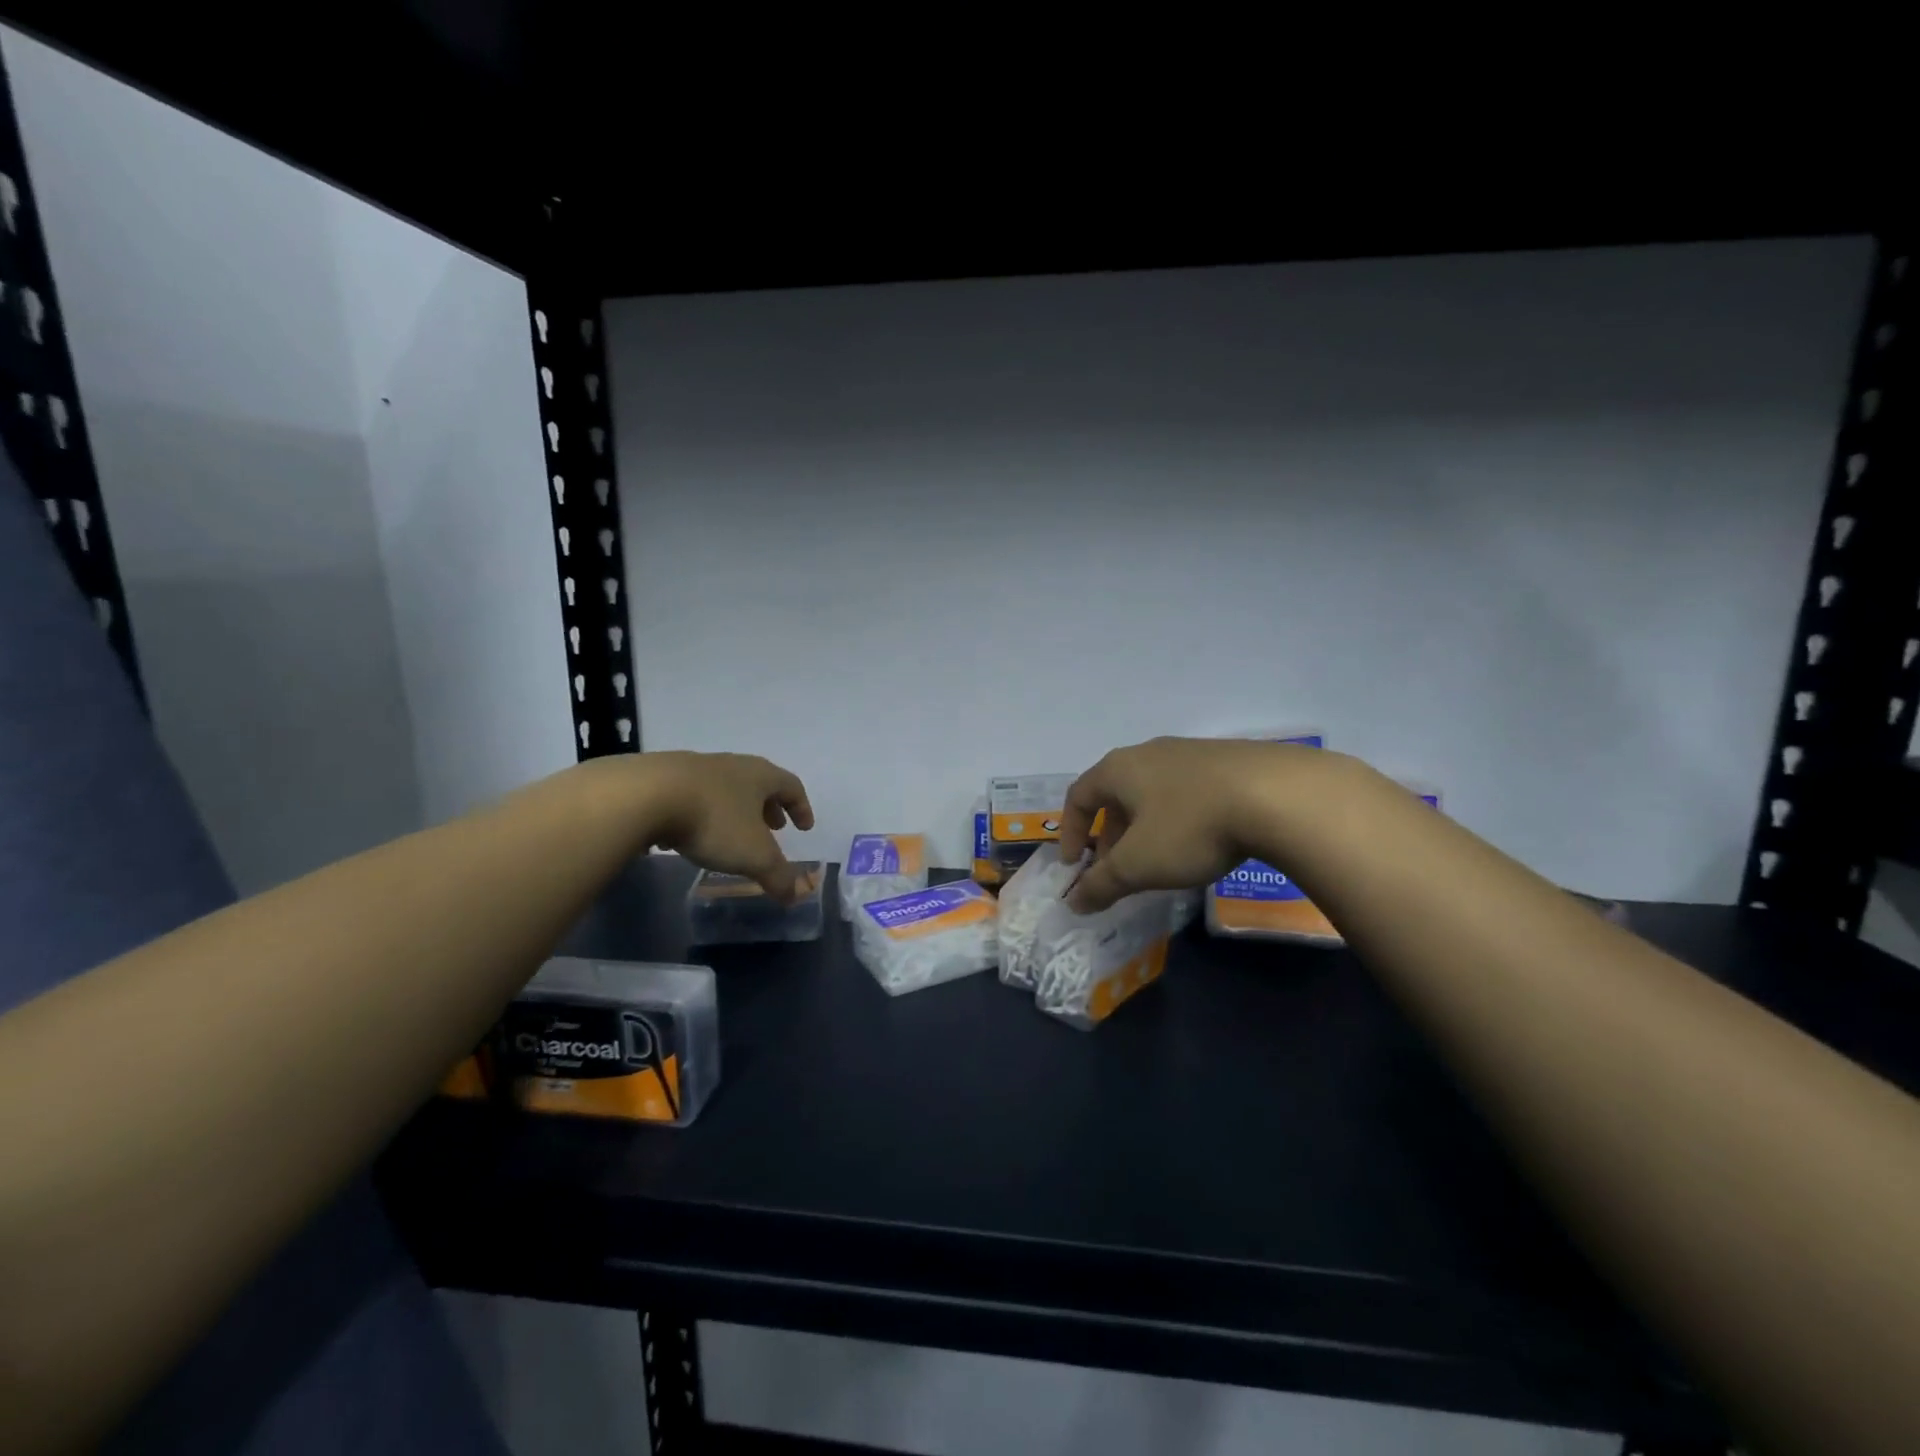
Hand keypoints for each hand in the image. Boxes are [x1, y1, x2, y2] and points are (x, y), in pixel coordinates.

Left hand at [642, 751, 815, 901]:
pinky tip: (690, 835)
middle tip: (773, 828)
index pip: (792, 786)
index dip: (802, 808)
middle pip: (758, 783)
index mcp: (760, 776)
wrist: (645, 795)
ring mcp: (696, 768)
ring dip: (735, 810)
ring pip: (725, 788)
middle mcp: (732, 765)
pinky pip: (693, 796)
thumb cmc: (714, 820)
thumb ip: (778, 876)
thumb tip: (795, 895)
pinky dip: (702, 814)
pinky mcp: (663, 778)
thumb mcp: (753, 856)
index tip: (804, 828)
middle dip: (769, 807)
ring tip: (731, 835)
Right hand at [1060, 737, 1312, 912]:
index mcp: (1119, 769)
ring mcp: (1192, 753)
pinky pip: (1189, 791)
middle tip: (1117, 870)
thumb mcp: (1138, 865)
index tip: (1074, 864)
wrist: (1278, 796)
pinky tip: (1202, 842)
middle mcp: (1150, 753)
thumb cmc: (1190, 827)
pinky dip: (1180, 818)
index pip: (1079, 795)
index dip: (1070, 830)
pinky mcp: (1229, 761)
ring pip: (1154, 793)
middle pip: (1117, 794)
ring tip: (1160, 860)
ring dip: (1146, 828)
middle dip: (1111, 836)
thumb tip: (1074, 902)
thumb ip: (1102, 884)